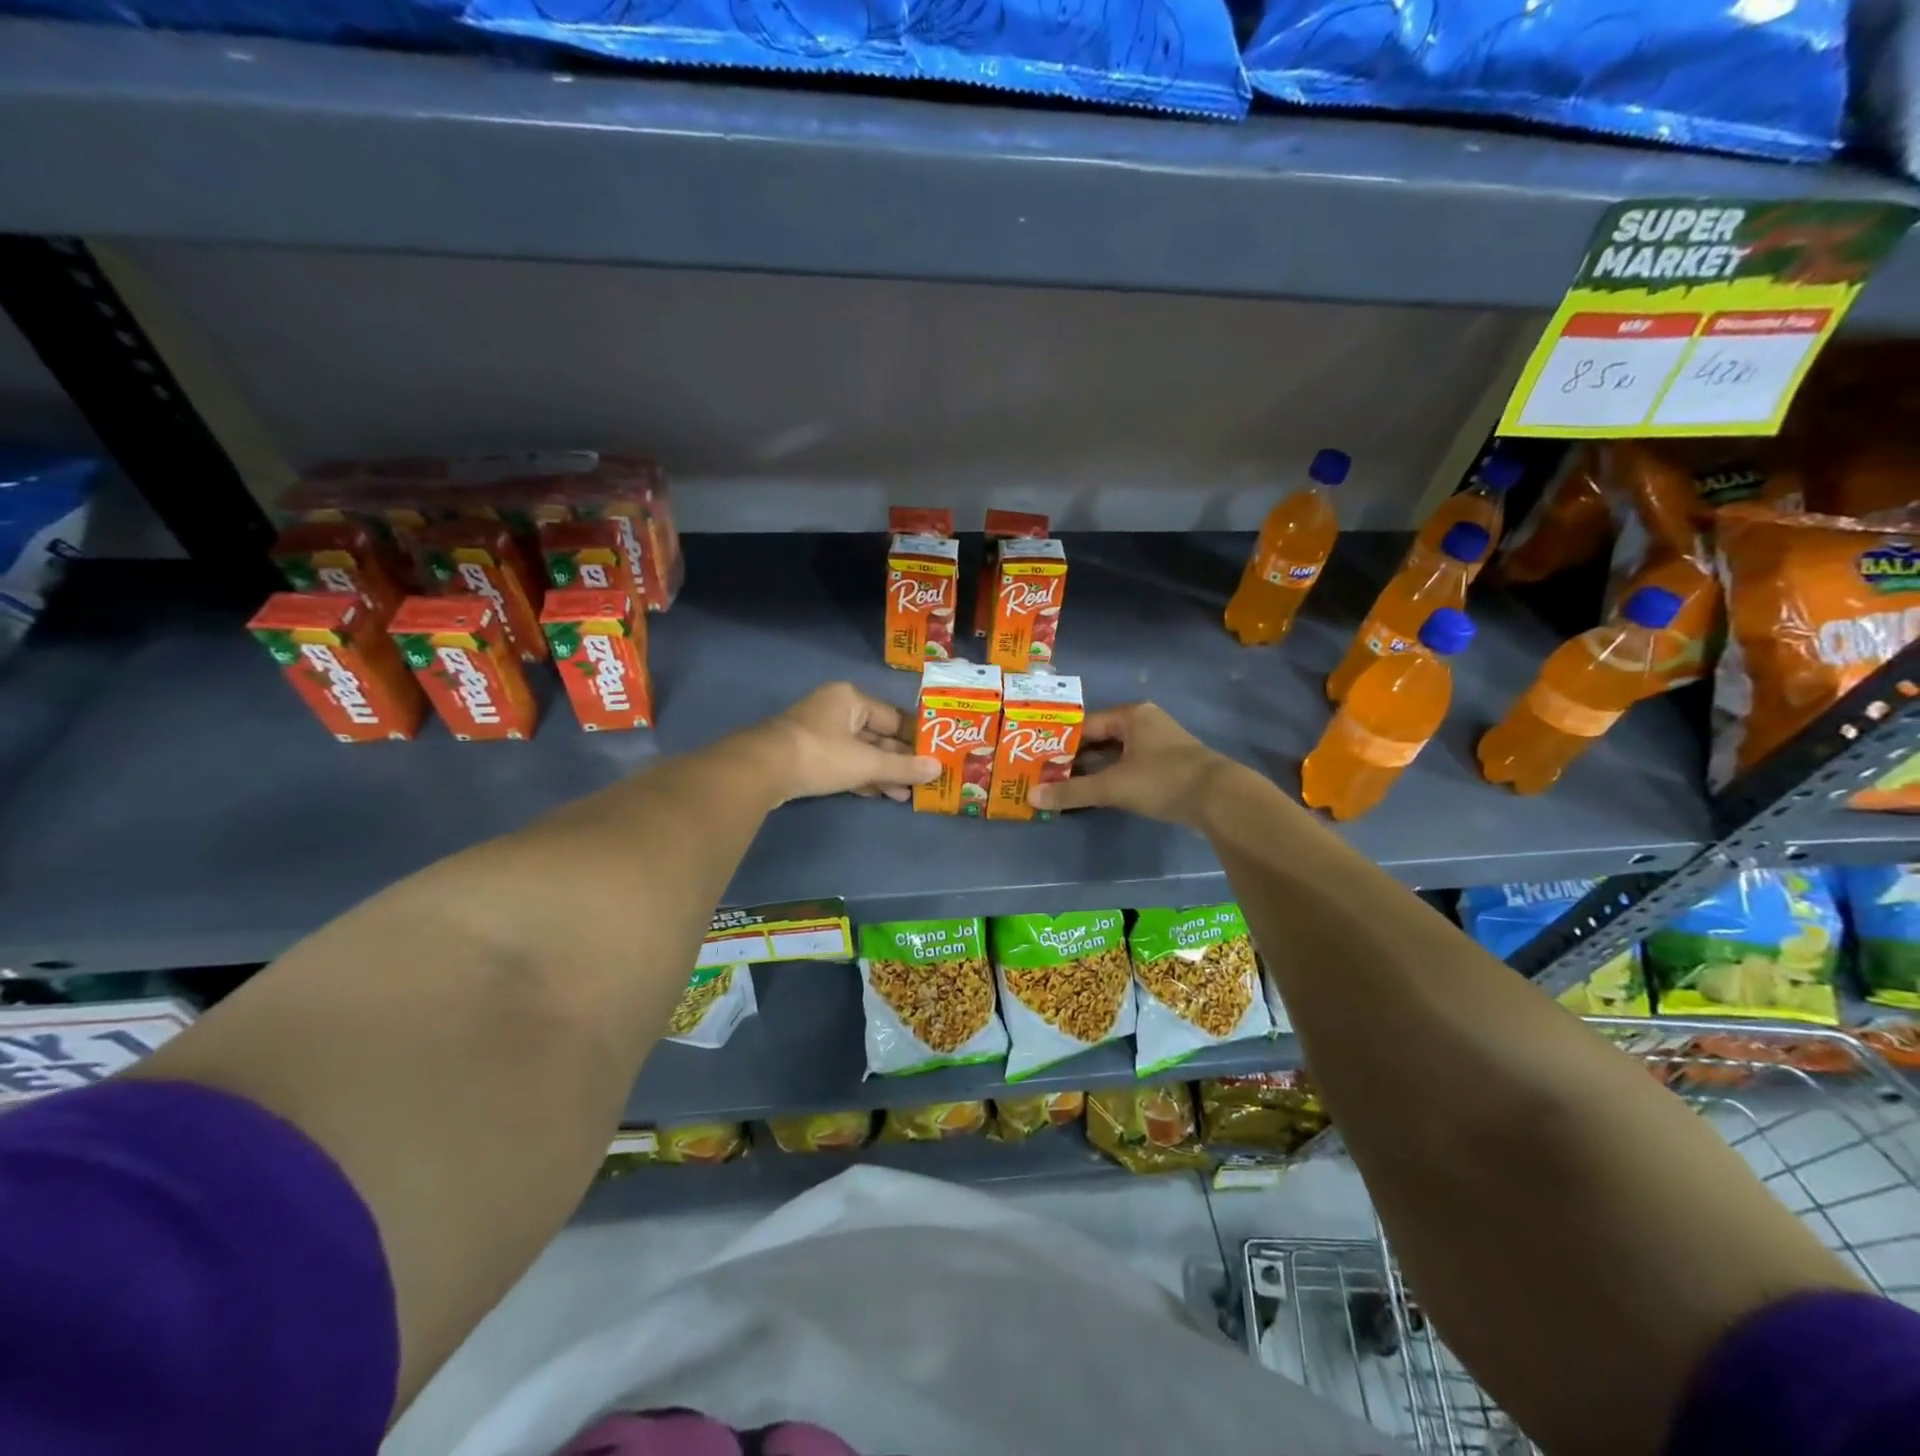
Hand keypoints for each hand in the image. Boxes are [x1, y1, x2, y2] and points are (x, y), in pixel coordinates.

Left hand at [746, 682, 938, 804]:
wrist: (762, 770)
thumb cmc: (821, 755)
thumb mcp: (867, 762)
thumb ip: (902, 767)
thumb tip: (937, 769)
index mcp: (851, 698)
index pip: (894, 717)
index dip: (915, 739)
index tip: (935, 758)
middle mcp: (835, 709)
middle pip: (877, 735)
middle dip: (899, 761)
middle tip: (922, 782)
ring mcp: (818, 732)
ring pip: (860, 752)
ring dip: (882, 773)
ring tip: (905, 795)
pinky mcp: (807, 755)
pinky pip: (843, 763)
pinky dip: (861, 777)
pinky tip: (879, 794)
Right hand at [1028, 702, 1231, 826]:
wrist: (1220, 799)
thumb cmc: (1163, 780)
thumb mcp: (1113, 786)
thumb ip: (1072, 791)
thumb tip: (1032, 797)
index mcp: (1132, 715)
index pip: (1086, 725)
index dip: (1061, 743)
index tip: (1038, 760)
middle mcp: (1145, 723)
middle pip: (1100, 739)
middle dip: (1075, 758)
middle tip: (1047, 775)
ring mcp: (1160, 744)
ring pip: (1116, 755)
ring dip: (1093, 770)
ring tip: (1065, 786)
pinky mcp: (1169, 766)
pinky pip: (1130, 767)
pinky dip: (1112, 778)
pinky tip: (1097, 794)